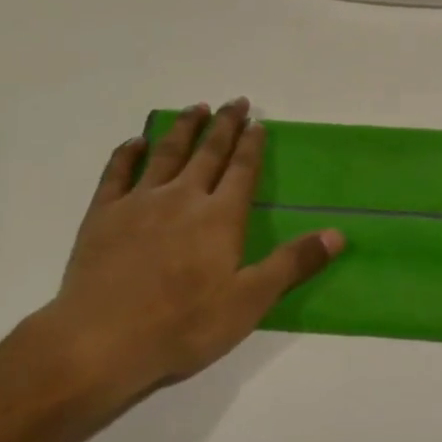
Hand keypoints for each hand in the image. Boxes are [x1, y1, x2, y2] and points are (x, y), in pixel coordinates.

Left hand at [29, 100, 342, 407]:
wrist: (103, 339)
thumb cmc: (184, 324)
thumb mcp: (250, 301)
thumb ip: (292, 263)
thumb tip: (337, 233)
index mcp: (220, 217)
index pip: (242, 171)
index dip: (251, 145)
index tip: (258, 121)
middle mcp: (182, 198)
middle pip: (208, 153)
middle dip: (224, 126)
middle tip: (234, 101)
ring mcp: (139, 202)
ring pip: (166, 154)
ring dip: (183, 129)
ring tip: (195, 108)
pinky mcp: (103, 214)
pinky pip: (117, 172)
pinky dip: (128, 153)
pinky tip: (136, 142)